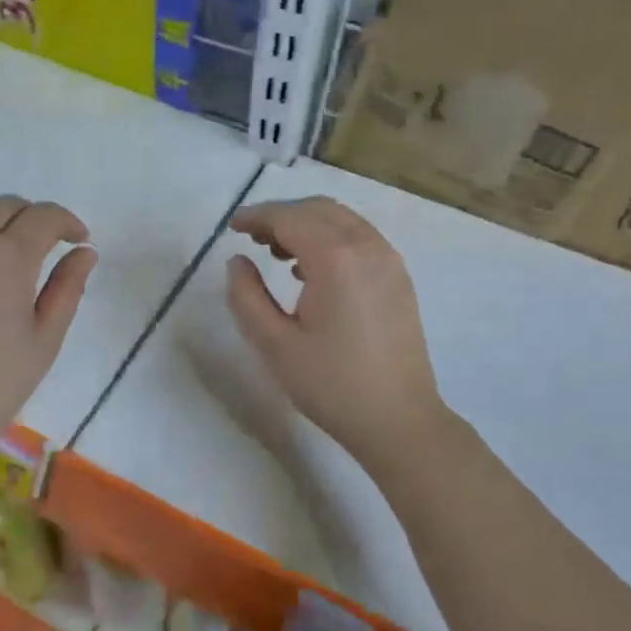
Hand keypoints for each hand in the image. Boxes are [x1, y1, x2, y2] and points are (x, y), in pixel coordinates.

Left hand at [0, 196, 96, 463]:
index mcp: (9, 257)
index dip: (67, 222)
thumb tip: (85, 251)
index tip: (78, 241)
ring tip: (2, 252)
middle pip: (5, 206)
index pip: (44, 216)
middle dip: (32, 218)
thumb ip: (67, 288)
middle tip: (45, 246)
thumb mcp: (45, 340)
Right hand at [226, 197, 449, 469]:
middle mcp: (367, 247)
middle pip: (318, 210)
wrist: (398, 420)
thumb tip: (237, 261)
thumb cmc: (330, 385)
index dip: (256, 217)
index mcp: (336, 259)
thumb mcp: (273, 344)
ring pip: (342, 220)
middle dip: (280, 215)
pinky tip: (311, 271)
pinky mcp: (399, 278)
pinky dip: (330, 238)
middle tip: (250, 238)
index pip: (289, 218)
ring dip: (306, 225)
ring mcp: (389, 261)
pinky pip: (360, 238)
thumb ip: (246, 296)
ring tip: (276, 253)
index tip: (231, 227)